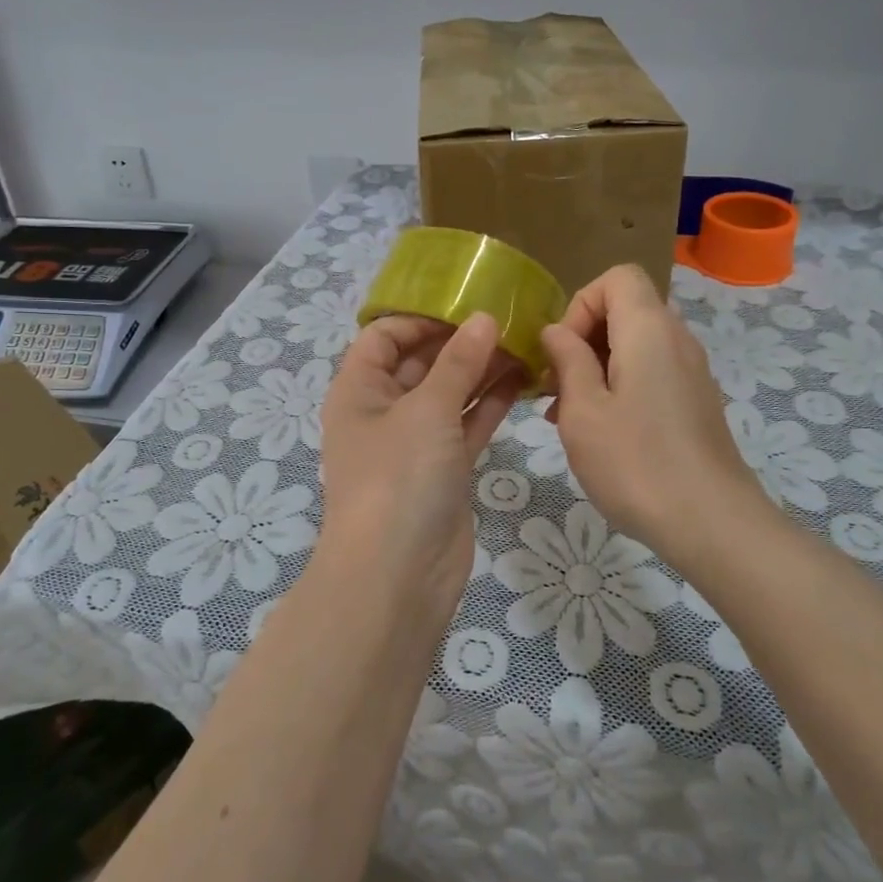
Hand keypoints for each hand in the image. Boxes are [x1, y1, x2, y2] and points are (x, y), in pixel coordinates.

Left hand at [318, 313, 524, 619]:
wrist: (398, 575)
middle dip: (460, 342)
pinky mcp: (443, 470)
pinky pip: (466, 426)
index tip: (465, 306)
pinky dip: (490, 405)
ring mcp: (414, 443)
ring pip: (449, 395)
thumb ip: (458, 362)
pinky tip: (523, 382)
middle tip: (508, 321)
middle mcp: (382, 412)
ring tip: (524, 345)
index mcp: (358, 390)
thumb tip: (484, 319)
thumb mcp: (427, 410)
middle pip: (420, 363)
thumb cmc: (398, 477)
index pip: (383, 337)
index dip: (420, 319)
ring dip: (481, 372)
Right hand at [540, 265, 767, 551]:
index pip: (617, 277)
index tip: (563, 350)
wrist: (712, 523)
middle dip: (583, 338)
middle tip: (557, 386)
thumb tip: (556, 331)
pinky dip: (621, 386)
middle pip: (625, 309)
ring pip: (636, 344)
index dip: (581, 303)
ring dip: (597, 366)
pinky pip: (652, 372)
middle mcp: (677, 339)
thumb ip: (567, 360)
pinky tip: (602, 432)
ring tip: (569, 414)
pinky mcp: (695, 401)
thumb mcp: (583, 410)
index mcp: (649, 329)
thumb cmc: (636, 463)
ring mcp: (691, 371)